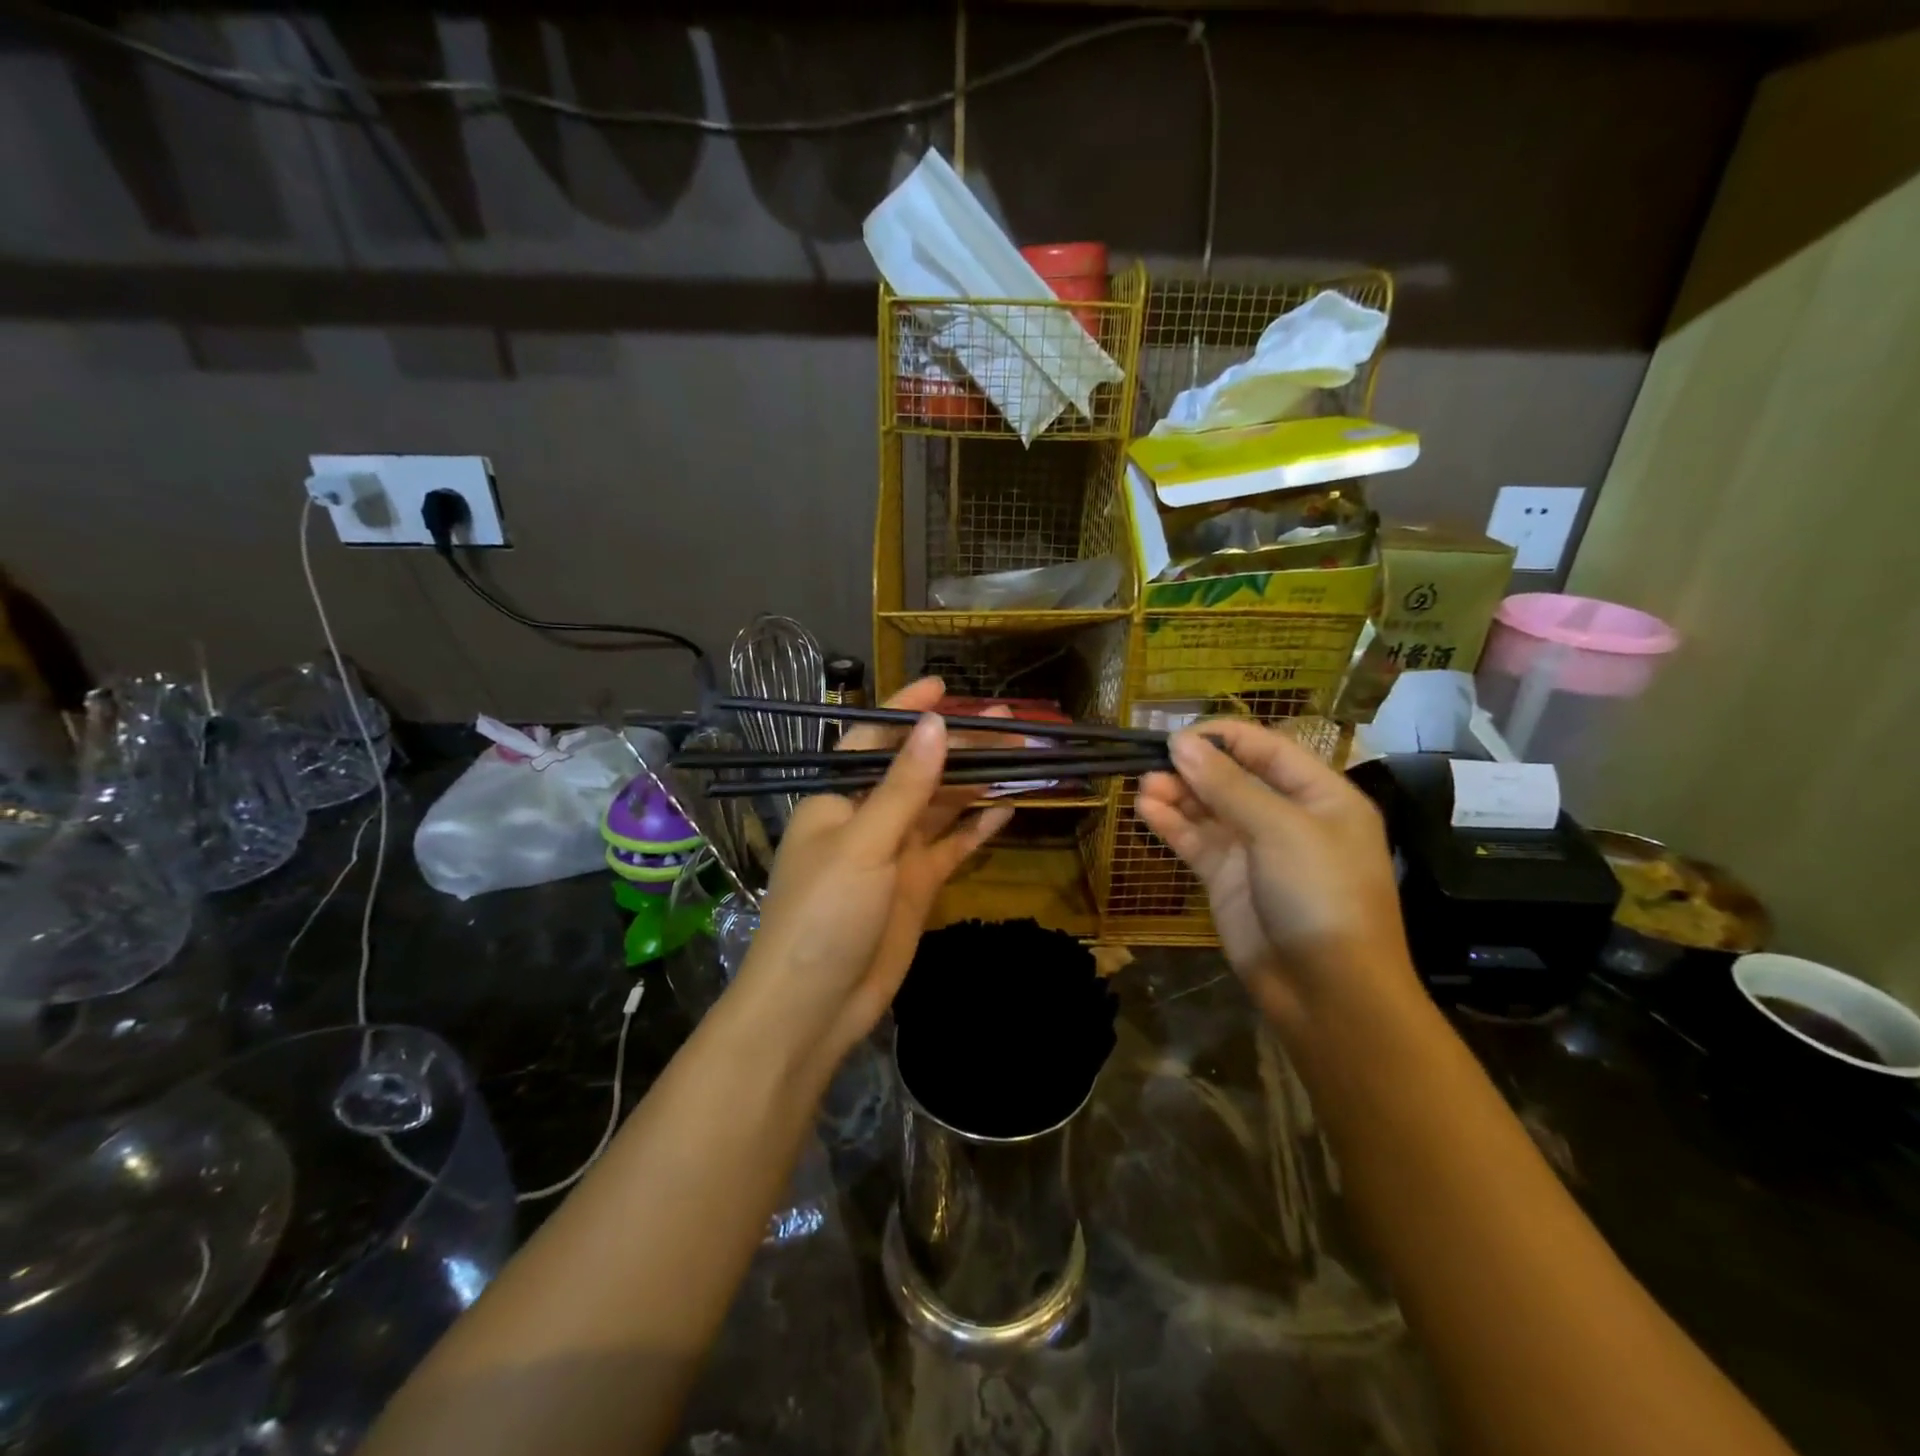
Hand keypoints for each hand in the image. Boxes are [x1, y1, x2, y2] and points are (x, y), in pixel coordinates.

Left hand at [733, 678, 1013, 1066]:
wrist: (814, 1006)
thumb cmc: (823, 914)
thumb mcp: (863, 843)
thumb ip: (904, 786)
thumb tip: (935, 724)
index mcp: (837, 798)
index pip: (875, 740)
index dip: (907, 711)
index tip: (945, 687)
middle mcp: (866, 819)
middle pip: (918, 771)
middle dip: (959, 745)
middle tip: (1009, 720)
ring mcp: (894, 854)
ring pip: (941, 806)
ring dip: (976, 781)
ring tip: (1021, 752)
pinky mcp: (916, 887)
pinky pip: (951, 847)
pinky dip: (976, 828)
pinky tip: (1007, 808)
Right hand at [1135, 719, 1413, 1025]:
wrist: (1328, 992)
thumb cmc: (1320, 895)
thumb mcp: (1281, 830)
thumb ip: (1228, 785)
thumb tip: (1180, 742)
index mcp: (1321, 795)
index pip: (1267, 749)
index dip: (1223, 737)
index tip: (1178, 734)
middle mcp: (1288, 816)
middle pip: (1233, 778)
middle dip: (1194, 768)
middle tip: (1152, 762)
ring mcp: (1255, 850)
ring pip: (1210, 809)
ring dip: (1178, 794)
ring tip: (1144, 786)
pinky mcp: (1228, 879)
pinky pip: (1196, 841)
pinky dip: (1172, 825)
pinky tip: (1146, 811)